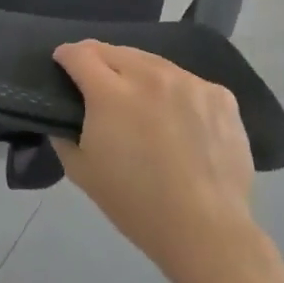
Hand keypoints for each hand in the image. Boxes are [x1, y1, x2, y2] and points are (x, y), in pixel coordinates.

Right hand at [51, 41, 261, 282]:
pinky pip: (187, 82)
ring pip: (153, 63)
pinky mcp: (220, 95)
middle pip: (115, 51)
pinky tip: (178, 120)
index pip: (80, 53)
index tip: (63, 66)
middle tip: (99, 87)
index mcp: (111, 92)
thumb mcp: (82, 171)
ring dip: (139, 75)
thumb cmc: (136, 204)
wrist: (207, 231)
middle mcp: (150, 75)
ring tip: (141, 102)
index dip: (66, 56)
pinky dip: (175, 93)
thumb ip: (64, 133)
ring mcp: (189, 82)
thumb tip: (65, 114)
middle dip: (100, 62)